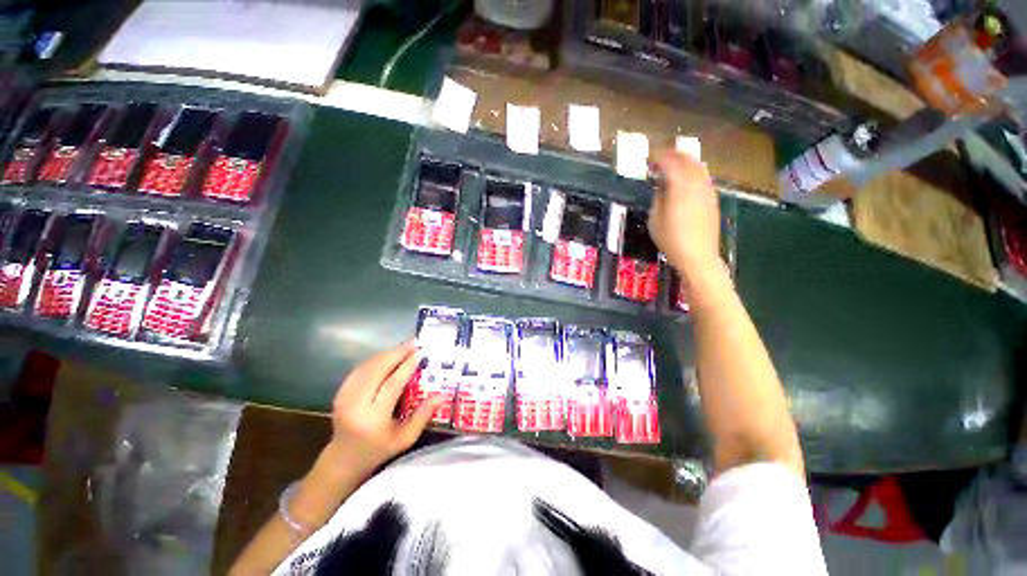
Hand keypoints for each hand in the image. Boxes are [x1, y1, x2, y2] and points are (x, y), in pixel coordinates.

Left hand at [326, 341, 441, 476]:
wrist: (344, 458)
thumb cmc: (379, 449)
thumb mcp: (405, 438)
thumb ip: (423, 415)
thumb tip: (443, 395)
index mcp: (373, 418)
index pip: (392, 385)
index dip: (406, 366)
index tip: (419, 352)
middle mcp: (356, 404)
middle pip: (377, 370)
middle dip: (396, 353)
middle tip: (413, 342)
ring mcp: (345, 397)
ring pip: (368, 367)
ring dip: (386, 354)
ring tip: (404, 347)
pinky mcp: (340, 392)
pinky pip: (360, 369)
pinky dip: (375, 360)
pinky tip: (387, 356)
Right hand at [648, 151, 721, 276]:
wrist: (698, 256)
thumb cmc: (671, 240)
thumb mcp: (655, 219)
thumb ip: (658, 196)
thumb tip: (661, 183)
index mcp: (680, 188)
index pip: (669, 163)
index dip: (658, 157)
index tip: (648, 158)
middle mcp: (696, 184)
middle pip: (687, 160)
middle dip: (672, 154)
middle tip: (659, 156)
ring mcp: (707, 190)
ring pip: (698, 166)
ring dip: (684, 161)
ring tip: (672, 163)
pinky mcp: (712, 199)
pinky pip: (703, 177)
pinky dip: (693, 171)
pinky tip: (685, 178)